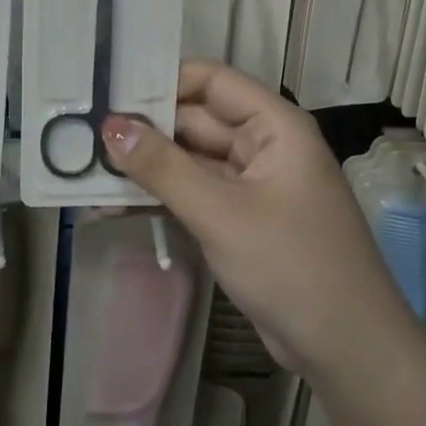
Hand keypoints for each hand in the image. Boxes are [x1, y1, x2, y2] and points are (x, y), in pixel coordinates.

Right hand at [99, 61, 423, 378]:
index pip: (211, 81)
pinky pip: (196, 194)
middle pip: (196, 121)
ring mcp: (253, 185)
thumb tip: (110, 125)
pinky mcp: (242, 220)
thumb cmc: (292, 265)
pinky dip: (162, 197)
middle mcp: (264, 145)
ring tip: (85, 171)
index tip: (106, 92)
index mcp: (274, 125)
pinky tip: (116, 204)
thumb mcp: (222, 213)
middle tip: (79, 136)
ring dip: (147, 167)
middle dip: (144, 129)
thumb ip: (164, 167)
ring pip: (191, 161)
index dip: (161, 81)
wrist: (346, 345)